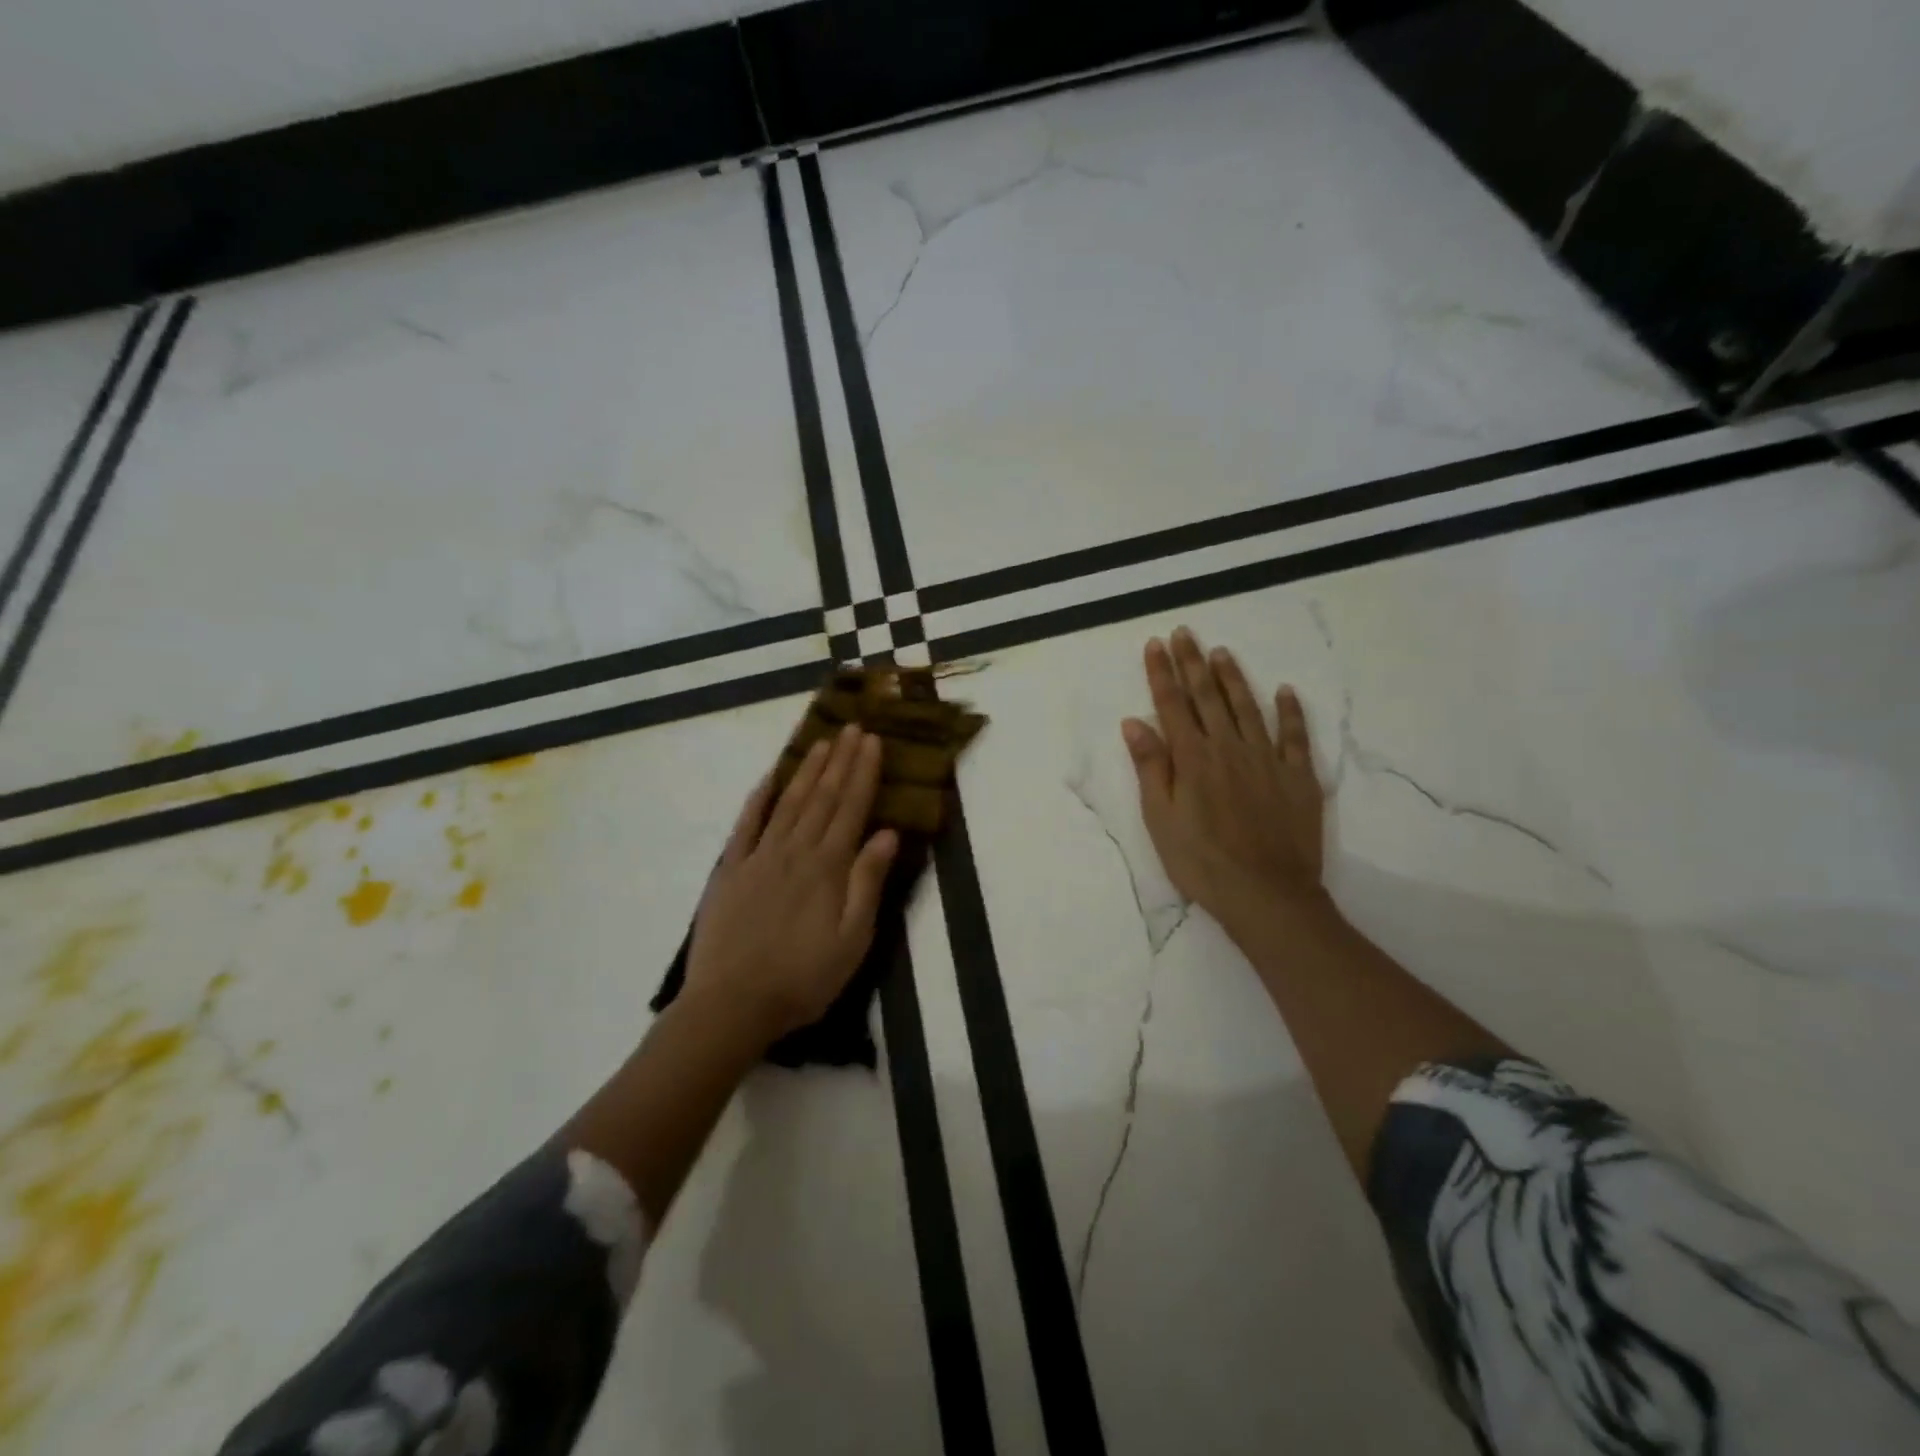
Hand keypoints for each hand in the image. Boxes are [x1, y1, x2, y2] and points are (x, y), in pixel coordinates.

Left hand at [685, 725, 898, 1046]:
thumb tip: (887, 833)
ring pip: (788, 802)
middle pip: (822, 797)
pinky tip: (770, 776)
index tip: (872, 741)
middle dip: (840, 760)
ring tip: (822, 741)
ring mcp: (758, 856)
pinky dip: (759, 796)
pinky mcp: (730, 870)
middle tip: (852, 727)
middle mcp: (795, 851)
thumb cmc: (803, 979)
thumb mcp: (852, 941)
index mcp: (828, 868)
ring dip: (807, 769)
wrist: (731, 1005)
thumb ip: (867, 883)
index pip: (851, 808)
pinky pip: (746, 823)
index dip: (863, 772)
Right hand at [1122, 628, 1327, 933]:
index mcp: (1193, 759)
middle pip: (1207, 697)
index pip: (1173, 705)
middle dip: (1192, 662)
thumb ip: (1151, 768)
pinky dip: (1290, 711)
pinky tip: (1285, 691)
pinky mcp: (1298, 776)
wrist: (1267, 894)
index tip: (1155, 644)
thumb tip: (1134, 722)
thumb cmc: (1202, 862)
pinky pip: (1295, 735)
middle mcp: (1229, 748)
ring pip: (1248, 707)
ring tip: (1221, 652)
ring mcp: (1267, 759)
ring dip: (1233, 678)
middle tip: (1184, 632)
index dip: (1162, 673)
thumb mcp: (1161, 819)